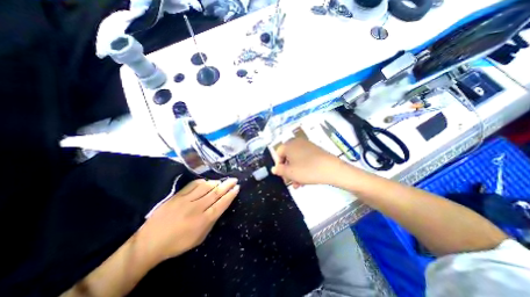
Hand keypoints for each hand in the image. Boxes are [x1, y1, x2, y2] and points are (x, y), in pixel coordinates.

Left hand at [139, 177, 241, 260]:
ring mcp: (187, 200)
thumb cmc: (178, 243)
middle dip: (227, 185)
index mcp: (204, 220)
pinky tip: (207, 181)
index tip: (237, 188)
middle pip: (216, 193)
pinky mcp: (178, 196)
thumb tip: (220, 207)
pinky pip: (193, 185)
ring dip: (216, 182)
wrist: (150, 242)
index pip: (222, 203)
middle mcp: (197, 208)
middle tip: (234, 180)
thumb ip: (212, 221)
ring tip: (222, 181)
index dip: (231, 195)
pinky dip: (202, 181)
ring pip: (206, 186)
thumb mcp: (200, 237)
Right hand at [271, 137, 340, 187]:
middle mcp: (297, 142)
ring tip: (297, 184)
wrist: (331, 168)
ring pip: (296, 159)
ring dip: (294, 171)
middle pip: (287, 157)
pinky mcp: (315, 150)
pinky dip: (302, 167)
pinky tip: (305, 179)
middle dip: (287, 170)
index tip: (281, 175)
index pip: (278, 153)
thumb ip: (279, 170)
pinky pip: (304, 158)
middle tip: (289, 181)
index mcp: (289, 145)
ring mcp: (307, 145)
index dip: (278, 165)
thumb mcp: (290, 172)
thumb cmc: (307, 170)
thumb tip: (274, 169)